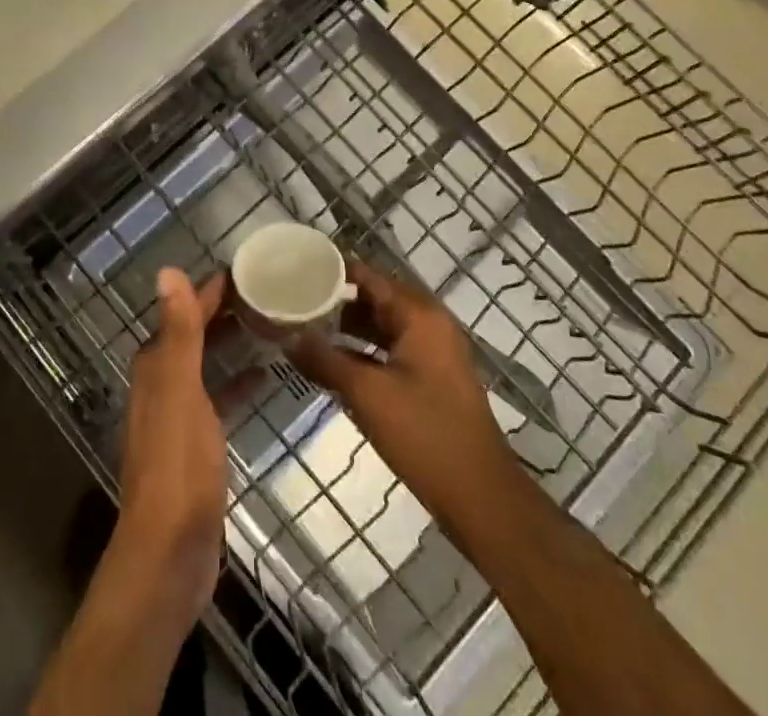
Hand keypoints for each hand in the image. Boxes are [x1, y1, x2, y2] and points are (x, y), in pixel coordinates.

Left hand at [112, 268, 247, 628]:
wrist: (170, 553)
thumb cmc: (178, 465)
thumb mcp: (181, 390)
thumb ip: (178, 332)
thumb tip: (166, 270)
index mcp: (155, 366)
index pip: (184, 311)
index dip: (211, 289)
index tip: (247, 268)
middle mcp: (162, 383)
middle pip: (194, 334)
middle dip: (224, 311)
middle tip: (267, 291)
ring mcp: (179, 415)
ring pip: (206, 363)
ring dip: (230, 343)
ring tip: (269, 324)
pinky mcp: (196, 444)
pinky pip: (219, 397)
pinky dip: (237, 382)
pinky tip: (264, 377)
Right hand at [289, 261, 518, 529]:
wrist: (480, 497)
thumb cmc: (424, 434)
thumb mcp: (367, 394)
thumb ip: (325, 360)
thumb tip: (286, 337)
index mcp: (419, 315)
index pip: (369, 276)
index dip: (332, 271)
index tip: (296, 269)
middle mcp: (429, 323)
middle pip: (375, 298)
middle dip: (336, 300)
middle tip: (294, 300)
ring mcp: (433, 351)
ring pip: (382, 325)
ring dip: (348, 327)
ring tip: (305, 328)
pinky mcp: (431, 377)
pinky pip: (391, 348)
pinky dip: (364, 350)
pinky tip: (333, 362)